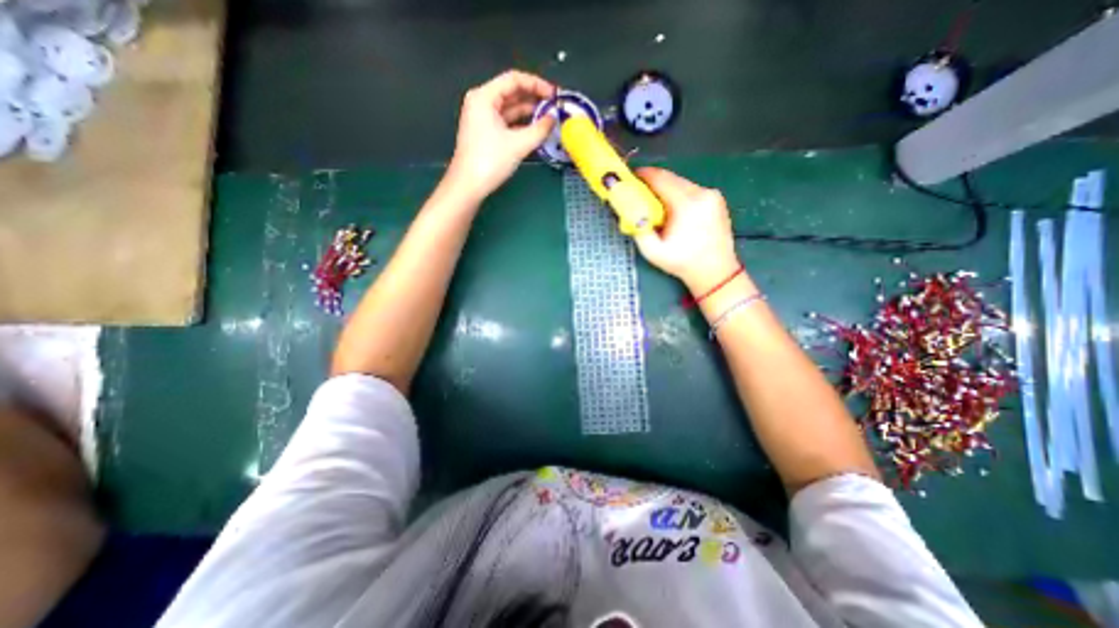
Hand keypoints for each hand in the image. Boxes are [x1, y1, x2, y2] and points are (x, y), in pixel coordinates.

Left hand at [442, 72, 554, 202]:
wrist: (469, 185)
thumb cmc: (490, 161)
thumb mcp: (518, 144)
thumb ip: (539, 130)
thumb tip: (553, 119)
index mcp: (484, 97)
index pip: (514, 80)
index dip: (536, 84)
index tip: (554, 95)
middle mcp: (482, 103)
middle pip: (512, 93)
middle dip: (534, 99)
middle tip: (555, 108)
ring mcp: (483, 119)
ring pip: (510, 109)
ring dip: (529, 113)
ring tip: (549, 119)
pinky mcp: (486, 134)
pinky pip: (507, 123)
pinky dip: (521, 125)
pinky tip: (536, 131)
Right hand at [628, 166, 741, 293]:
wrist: (716, 271)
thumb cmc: (682, 263)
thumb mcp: (653, 252)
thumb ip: (638, 229)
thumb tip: (629, 211)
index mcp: (686, 205)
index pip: (660, 179)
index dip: (643, 175)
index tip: (630, 177)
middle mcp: (702, 194)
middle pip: (671, 177)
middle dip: (653, 181)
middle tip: (639, 190)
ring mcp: (712, 195)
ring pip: (681, 182)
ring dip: (666, 188)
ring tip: (655, 202)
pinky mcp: (716, 199)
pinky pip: (691, 189)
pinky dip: (678, 193)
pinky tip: (672, 208)